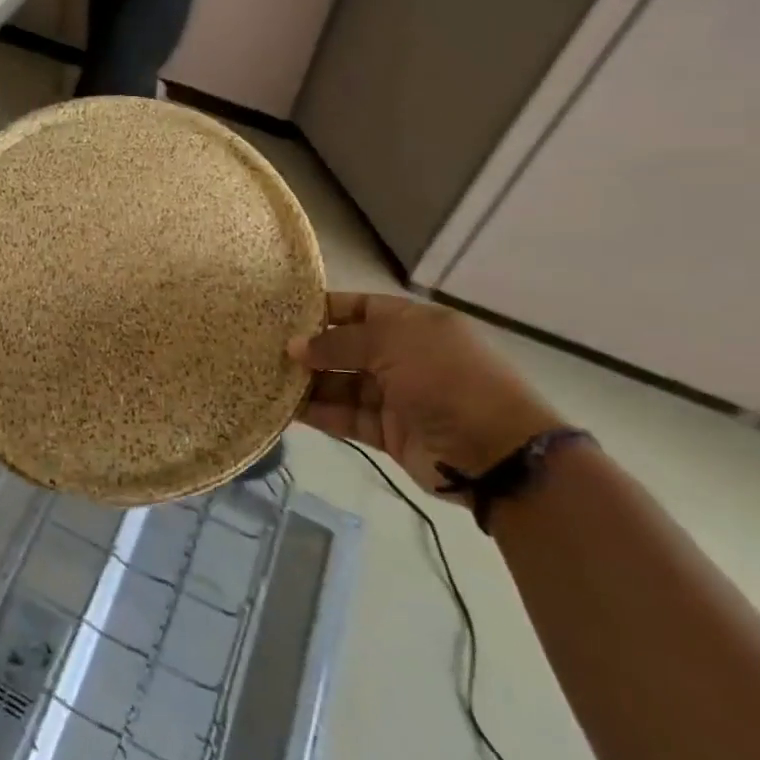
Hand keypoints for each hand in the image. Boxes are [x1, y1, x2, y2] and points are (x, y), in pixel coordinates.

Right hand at [291, 293, 561, 502]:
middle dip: (309, 348)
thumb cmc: (446, 379)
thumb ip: (338, 342)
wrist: (496, 452)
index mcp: (413, 324)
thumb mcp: (392, 343)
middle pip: (346, 346)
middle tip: (264, 348)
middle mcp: (403, 355)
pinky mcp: (387, 430)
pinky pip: (345, 415)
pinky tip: (285, 408)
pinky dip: (319, 412)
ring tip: (265, 377)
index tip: (282, 313)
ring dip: (308, 382)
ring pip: (341, 382)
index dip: (323, 309)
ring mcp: (396, 394)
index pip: (359, 307)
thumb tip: (294, 347)